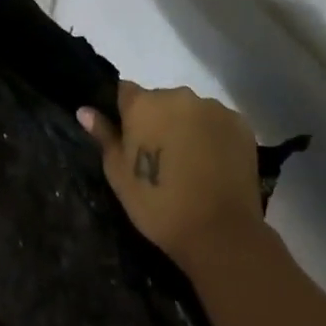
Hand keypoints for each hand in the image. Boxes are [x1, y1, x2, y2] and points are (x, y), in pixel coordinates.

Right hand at [79, 80, 263, 270]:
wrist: (220, 233)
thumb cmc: (158, 204)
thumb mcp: (119, 174)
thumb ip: (104, 136)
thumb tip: (85, 110)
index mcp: (143, 103)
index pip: (125, 91)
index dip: (125, 112)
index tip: (129, 137)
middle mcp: (177, 96)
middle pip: (160, 100)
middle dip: (158, 120)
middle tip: (161, 156)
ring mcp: (212, 108)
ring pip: (190, 110)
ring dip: (187, 126)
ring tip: (191, 162)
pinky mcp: (240, 124)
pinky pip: (218, 122)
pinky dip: (213, 136)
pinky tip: (214, 163)